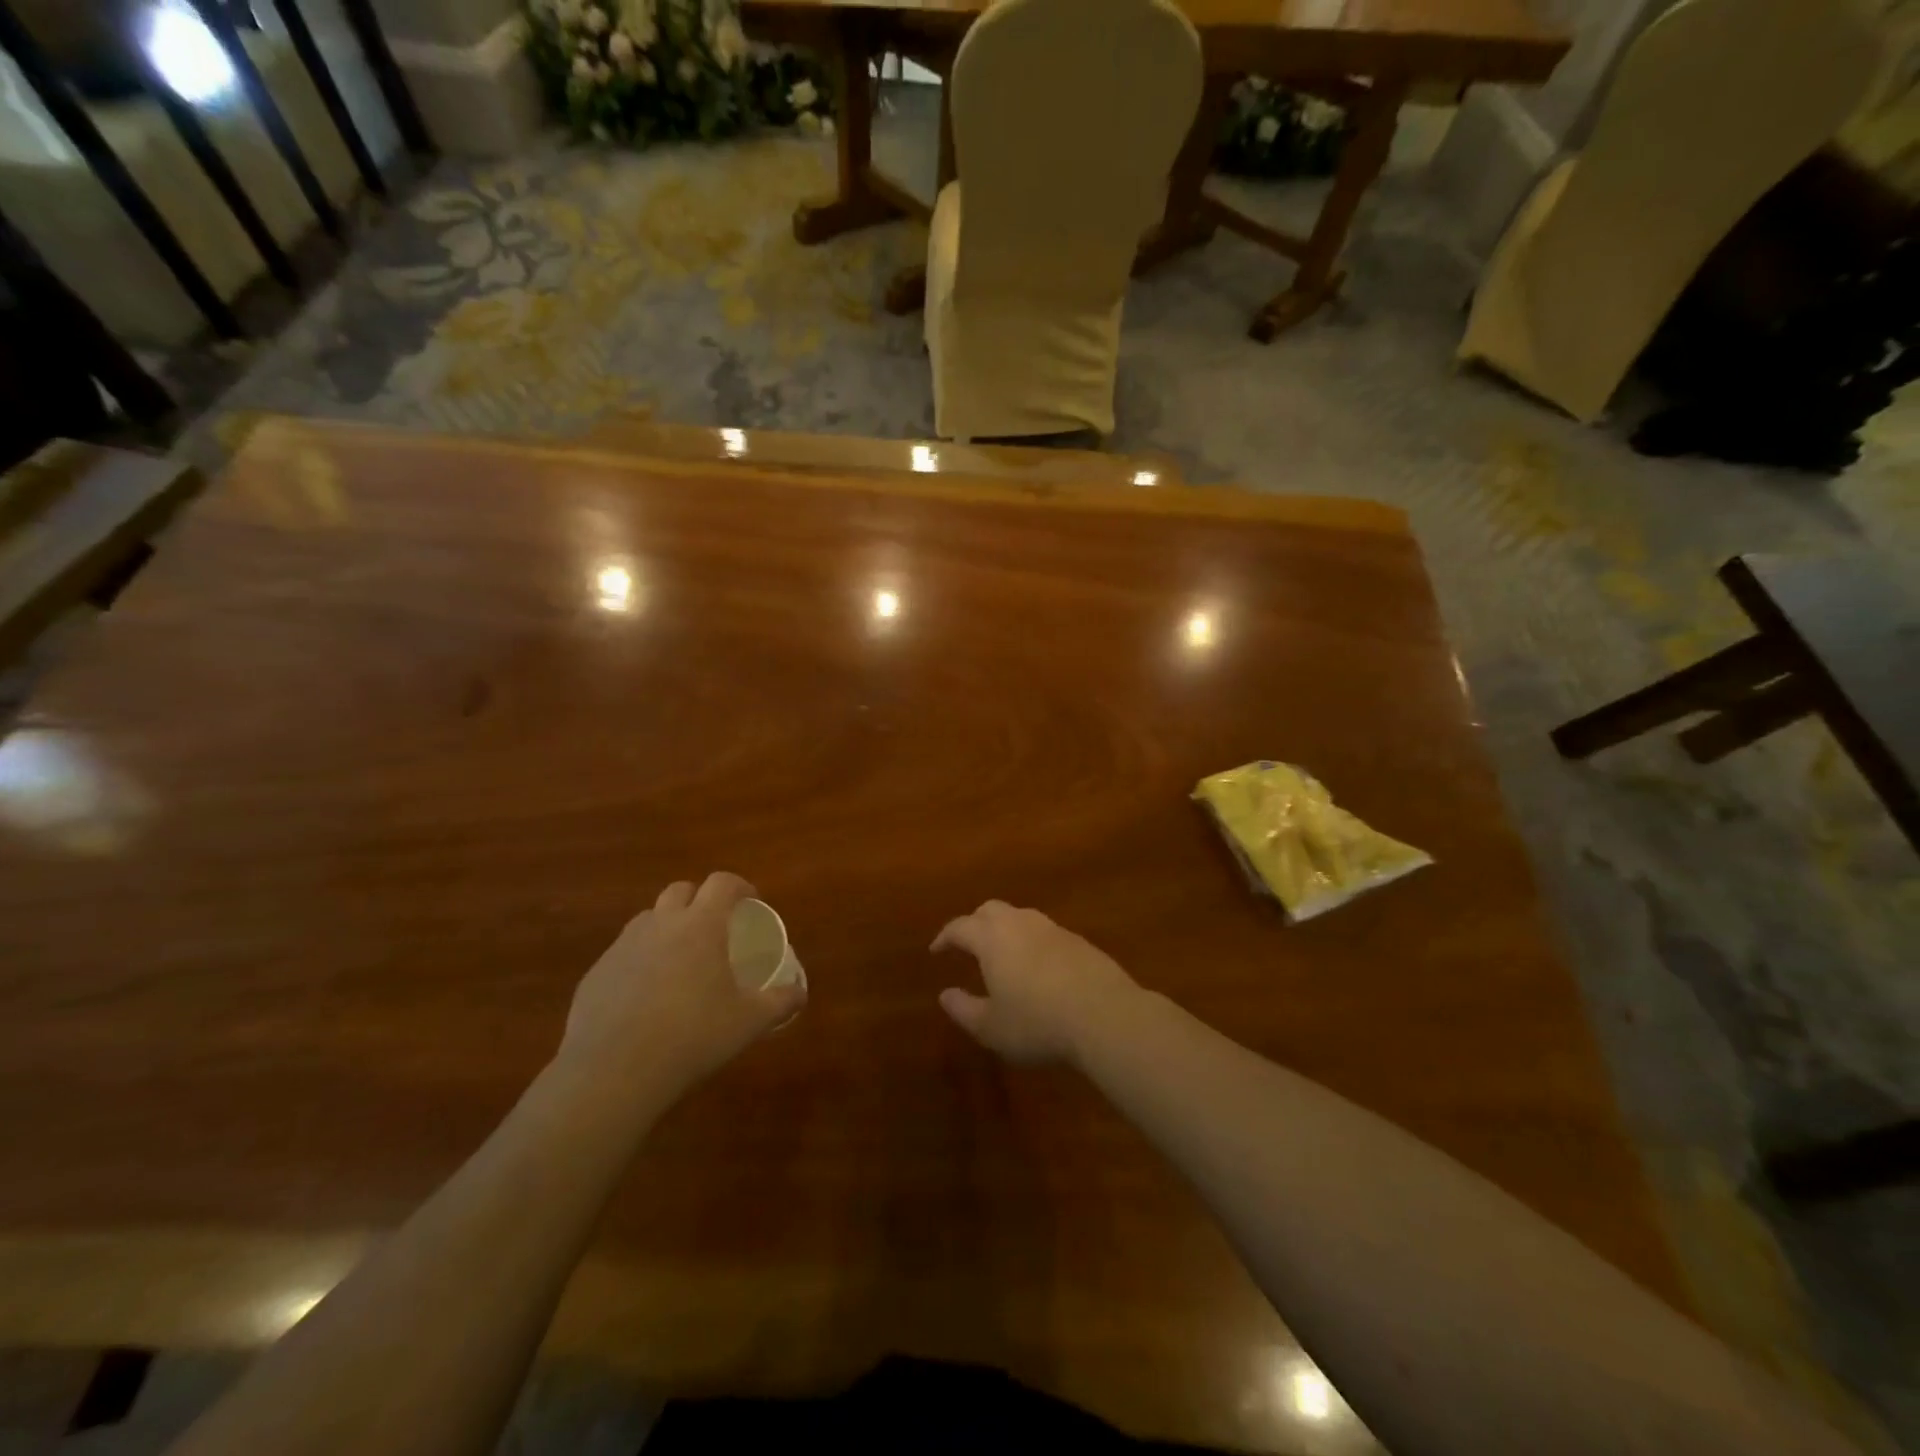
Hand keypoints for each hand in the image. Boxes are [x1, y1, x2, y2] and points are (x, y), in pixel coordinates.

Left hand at [559, 873, 804, 1098]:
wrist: (612, 1073)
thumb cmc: (693, 1037)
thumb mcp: (749, 1022)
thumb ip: (780, 1002)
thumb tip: (800, 993)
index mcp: (701, 926)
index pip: (721, 883)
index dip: (739, 886)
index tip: (751, 902)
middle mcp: (659, 925)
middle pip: (680, 890)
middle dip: (700, 899)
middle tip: (715, 928)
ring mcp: (622, 947)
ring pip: (647, 919)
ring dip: (667, 927)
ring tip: (680, 961)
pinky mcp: (595, 974)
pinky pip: (622, 954)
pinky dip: (639, 961)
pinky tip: (646, 997)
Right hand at [931, 901, 1138, 1065]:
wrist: (1105, 1015)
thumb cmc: (1038, 1022)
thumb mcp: (991, 1027)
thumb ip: (964, 1009)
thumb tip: (945, 994)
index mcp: (992, 938)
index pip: (960, 927)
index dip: (945, 937)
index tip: (936, 950)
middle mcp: (1020, 924)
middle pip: (991, 910)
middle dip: (975, 923)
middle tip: (968, 945)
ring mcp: (1053, 929)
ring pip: (1021, 917)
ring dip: (1005, 930)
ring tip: (1002, 954)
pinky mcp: (1079, 941)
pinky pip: (1045, 932)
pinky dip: (1031, 942)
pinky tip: (1037, 967)